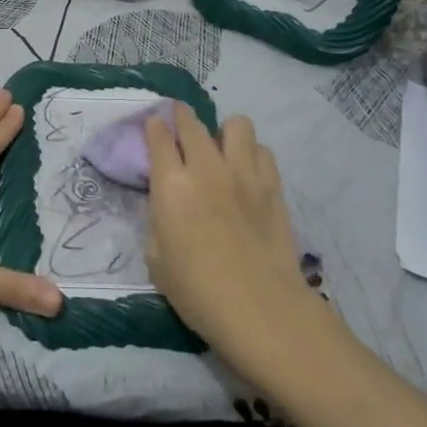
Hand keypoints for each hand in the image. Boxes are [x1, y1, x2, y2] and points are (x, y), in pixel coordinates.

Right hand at [143, 105, 346, 371]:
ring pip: (237, 125)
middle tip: (179, 126)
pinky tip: (247, 173)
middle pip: (192, 123)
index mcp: (171, 185)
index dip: (153, 126)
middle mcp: (206, 169)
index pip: (159, 137)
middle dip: (181, 117)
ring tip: (220, 150)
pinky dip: (252, 155)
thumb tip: (167, 204)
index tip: (152, 126)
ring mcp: (244, 174)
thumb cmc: (197, 291)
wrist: (260, 309)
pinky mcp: (273, 187)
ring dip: (223, 132)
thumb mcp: (157, 258)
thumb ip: (159, 220)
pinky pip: (262, 151)